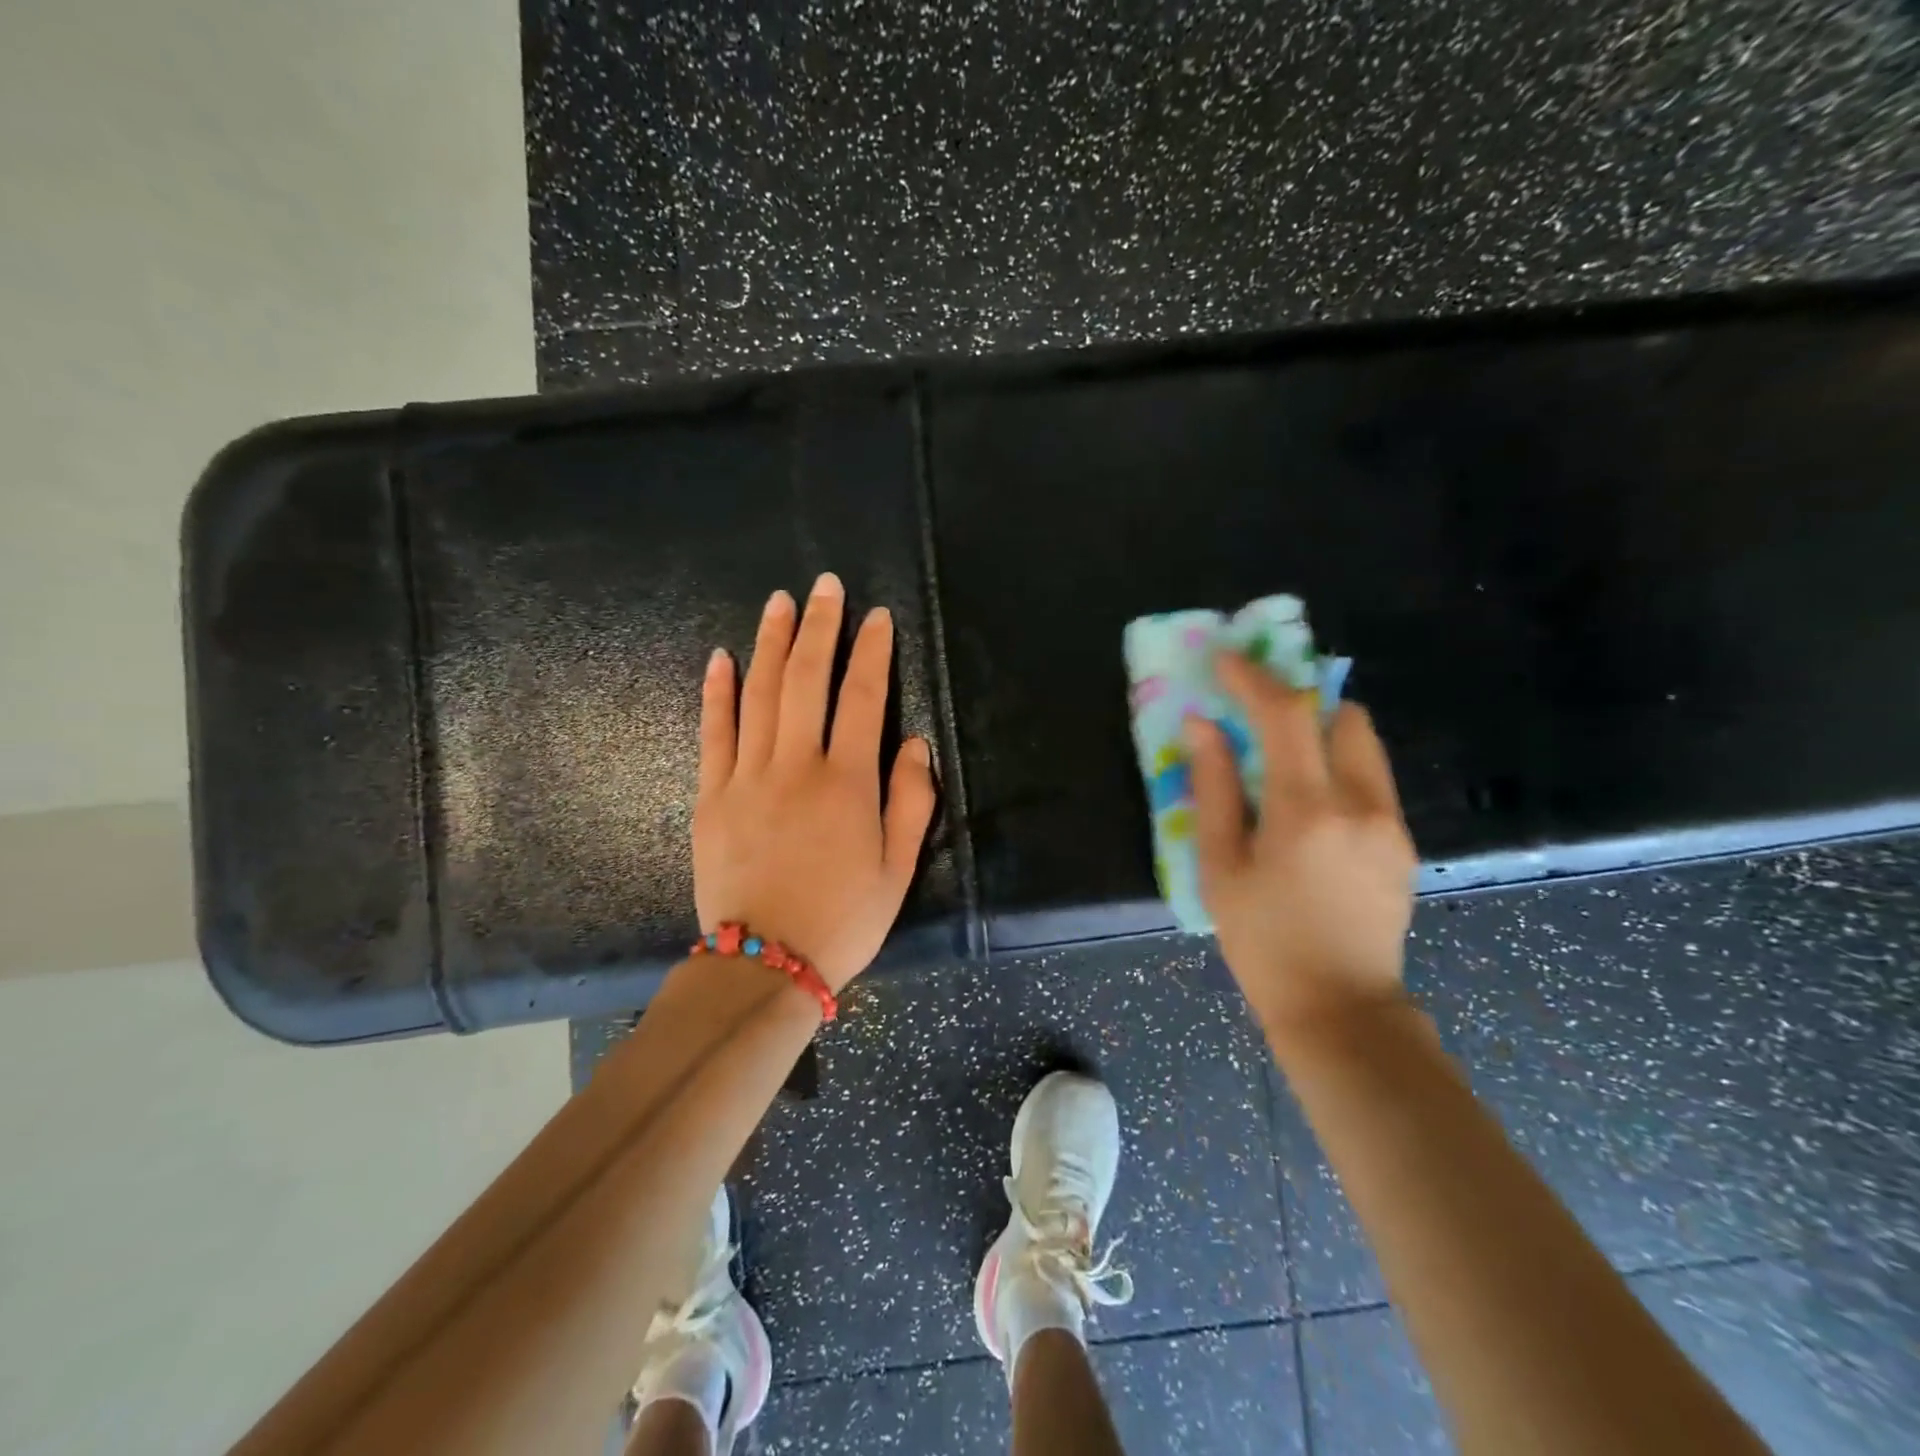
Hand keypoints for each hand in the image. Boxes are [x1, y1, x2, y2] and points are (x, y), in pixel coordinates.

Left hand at [693, 573, 937, 990]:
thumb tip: (914, 742)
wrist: (764, 964)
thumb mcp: (897, 868)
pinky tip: (721, 657)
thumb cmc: (842, 919)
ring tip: (779, 602)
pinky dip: (716, 691)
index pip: (863, 698)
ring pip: (759, 694)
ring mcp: (746, 777)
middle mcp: (796, 766)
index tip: (877, 617)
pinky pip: (713, 732)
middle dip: (818, 627)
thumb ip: (910, 800)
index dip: (873, 652)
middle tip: (824, 585)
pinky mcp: (710, 795)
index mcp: (847, 783)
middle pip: (806, 679)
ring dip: (770, 642)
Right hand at [1186, 652, 1416, 1036]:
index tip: (1226, 662)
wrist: (1340, 1007)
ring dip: (1322, 734)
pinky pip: (1371, 780)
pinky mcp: (1403, 843)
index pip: (1285, 714)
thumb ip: (1213, 789)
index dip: (1253, 678)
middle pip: (1341, 714)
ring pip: (1363, 744)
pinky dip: (1338, 769)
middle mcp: (1360, 803)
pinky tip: (1310, 812)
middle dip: (1298, 702)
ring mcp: (1391, 823)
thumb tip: (1203, 727)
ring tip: (1283, 765)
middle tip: (1258, 718)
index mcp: (1305, 810)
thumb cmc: (1263, 940)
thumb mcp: (1220, 867)